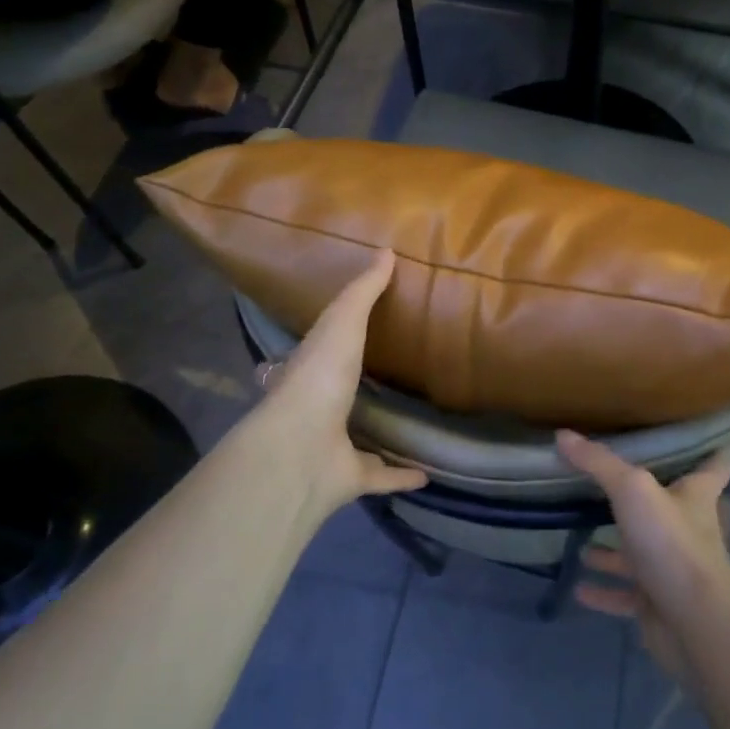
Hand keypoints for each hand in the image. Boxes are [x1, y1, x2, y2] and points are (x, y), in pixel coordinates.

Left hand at [247, 249, 424, 518]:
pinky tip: (428, 473)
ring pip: (359, 439)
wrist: (301, 449)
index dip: (333, 340)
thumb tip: (387, 250)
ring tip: (412, 423)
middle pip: (340, 396)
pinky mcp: (351, 478)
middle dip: (357, 388)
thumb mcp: (342, 323)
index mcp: (310, 370)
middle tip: (388, 376)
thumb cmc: (319, 378)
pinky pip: (380, 476)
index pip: (320, 351)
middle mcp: (318, 409)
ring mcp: (332, 447)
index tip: (354, 333)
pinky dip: (401, 475)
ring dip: (380, 434)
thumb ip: (363, 291)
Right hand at [557, 432, 729, 684]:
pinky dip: (604, 590)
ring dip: (614, 548)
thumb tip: (563, 435)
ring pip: (640, 550)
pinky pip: (625, 593)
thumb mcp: (633, 491)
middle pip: (669, 503)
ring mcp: (673, 567)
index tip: (713, 428)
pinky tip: (578, 586)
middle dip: (644, 493)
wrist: (694, 625)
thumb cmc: (672, 544)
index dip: (716, 442)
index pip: (715, 461)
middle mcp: (688, 528)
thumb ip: (598, 463)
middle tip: (614, 476)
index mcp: (695, 495)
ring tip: (581, 538)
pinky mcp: (658, 601)